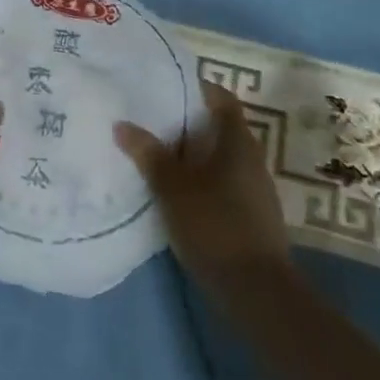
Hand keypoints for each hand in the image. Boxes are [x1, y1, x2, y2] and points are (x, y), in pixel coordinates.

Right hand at [115, 80, 289, 289]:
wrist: (257, 292)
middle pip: (218, 127)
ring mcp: (254, 189)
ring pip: (219, 158)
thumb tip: (122, 124)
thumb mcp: (172, 187)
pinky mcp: (250, 216)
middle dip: (186, 123)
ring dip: (192, 155)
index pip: (221, 98)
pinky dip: (199, 180)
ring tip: (156, 155)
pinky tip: (175, 192)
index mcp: (238, 141)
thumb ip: (149, 154)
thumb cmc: (215, 225)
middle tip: (150, 120)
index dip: (196, 88)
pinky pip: (222, 183)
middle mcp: (251, 158)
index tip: (165, 87)